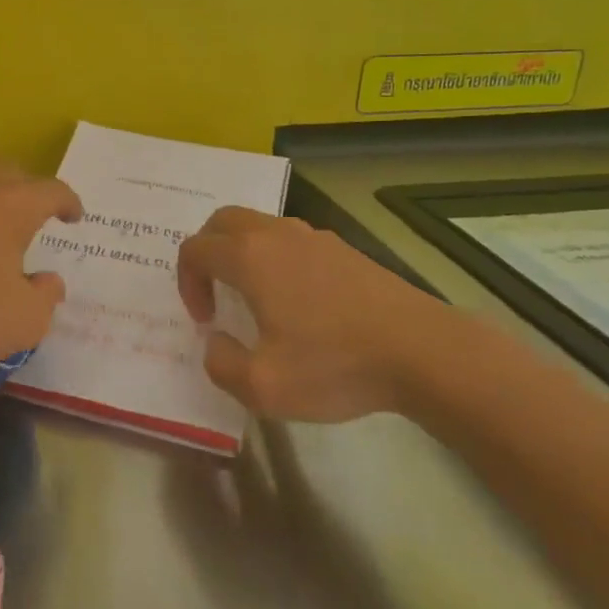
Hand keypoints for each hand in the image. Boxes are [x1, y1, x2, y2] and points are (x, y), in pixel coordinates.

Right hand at [176, 207, 475, 421]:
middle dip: (207, 252)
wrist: (421, 350)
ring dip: (242, 253)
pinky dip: (275, 258)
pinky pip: (291, 239)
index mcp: (249, 257)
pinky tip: (297, 301)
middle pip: (222, 221)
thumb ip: (221, 364)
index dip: (187, 282)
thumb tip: (216, 342)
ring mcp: (314, 237)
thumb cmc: (335, 364)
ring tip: (254, 298)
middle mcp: (277, 234)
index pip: (195, 249)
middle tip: (215, 293)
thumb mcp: (263, 386)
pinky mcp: (344, 249)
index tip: (205, 319)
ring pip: (259, 225)